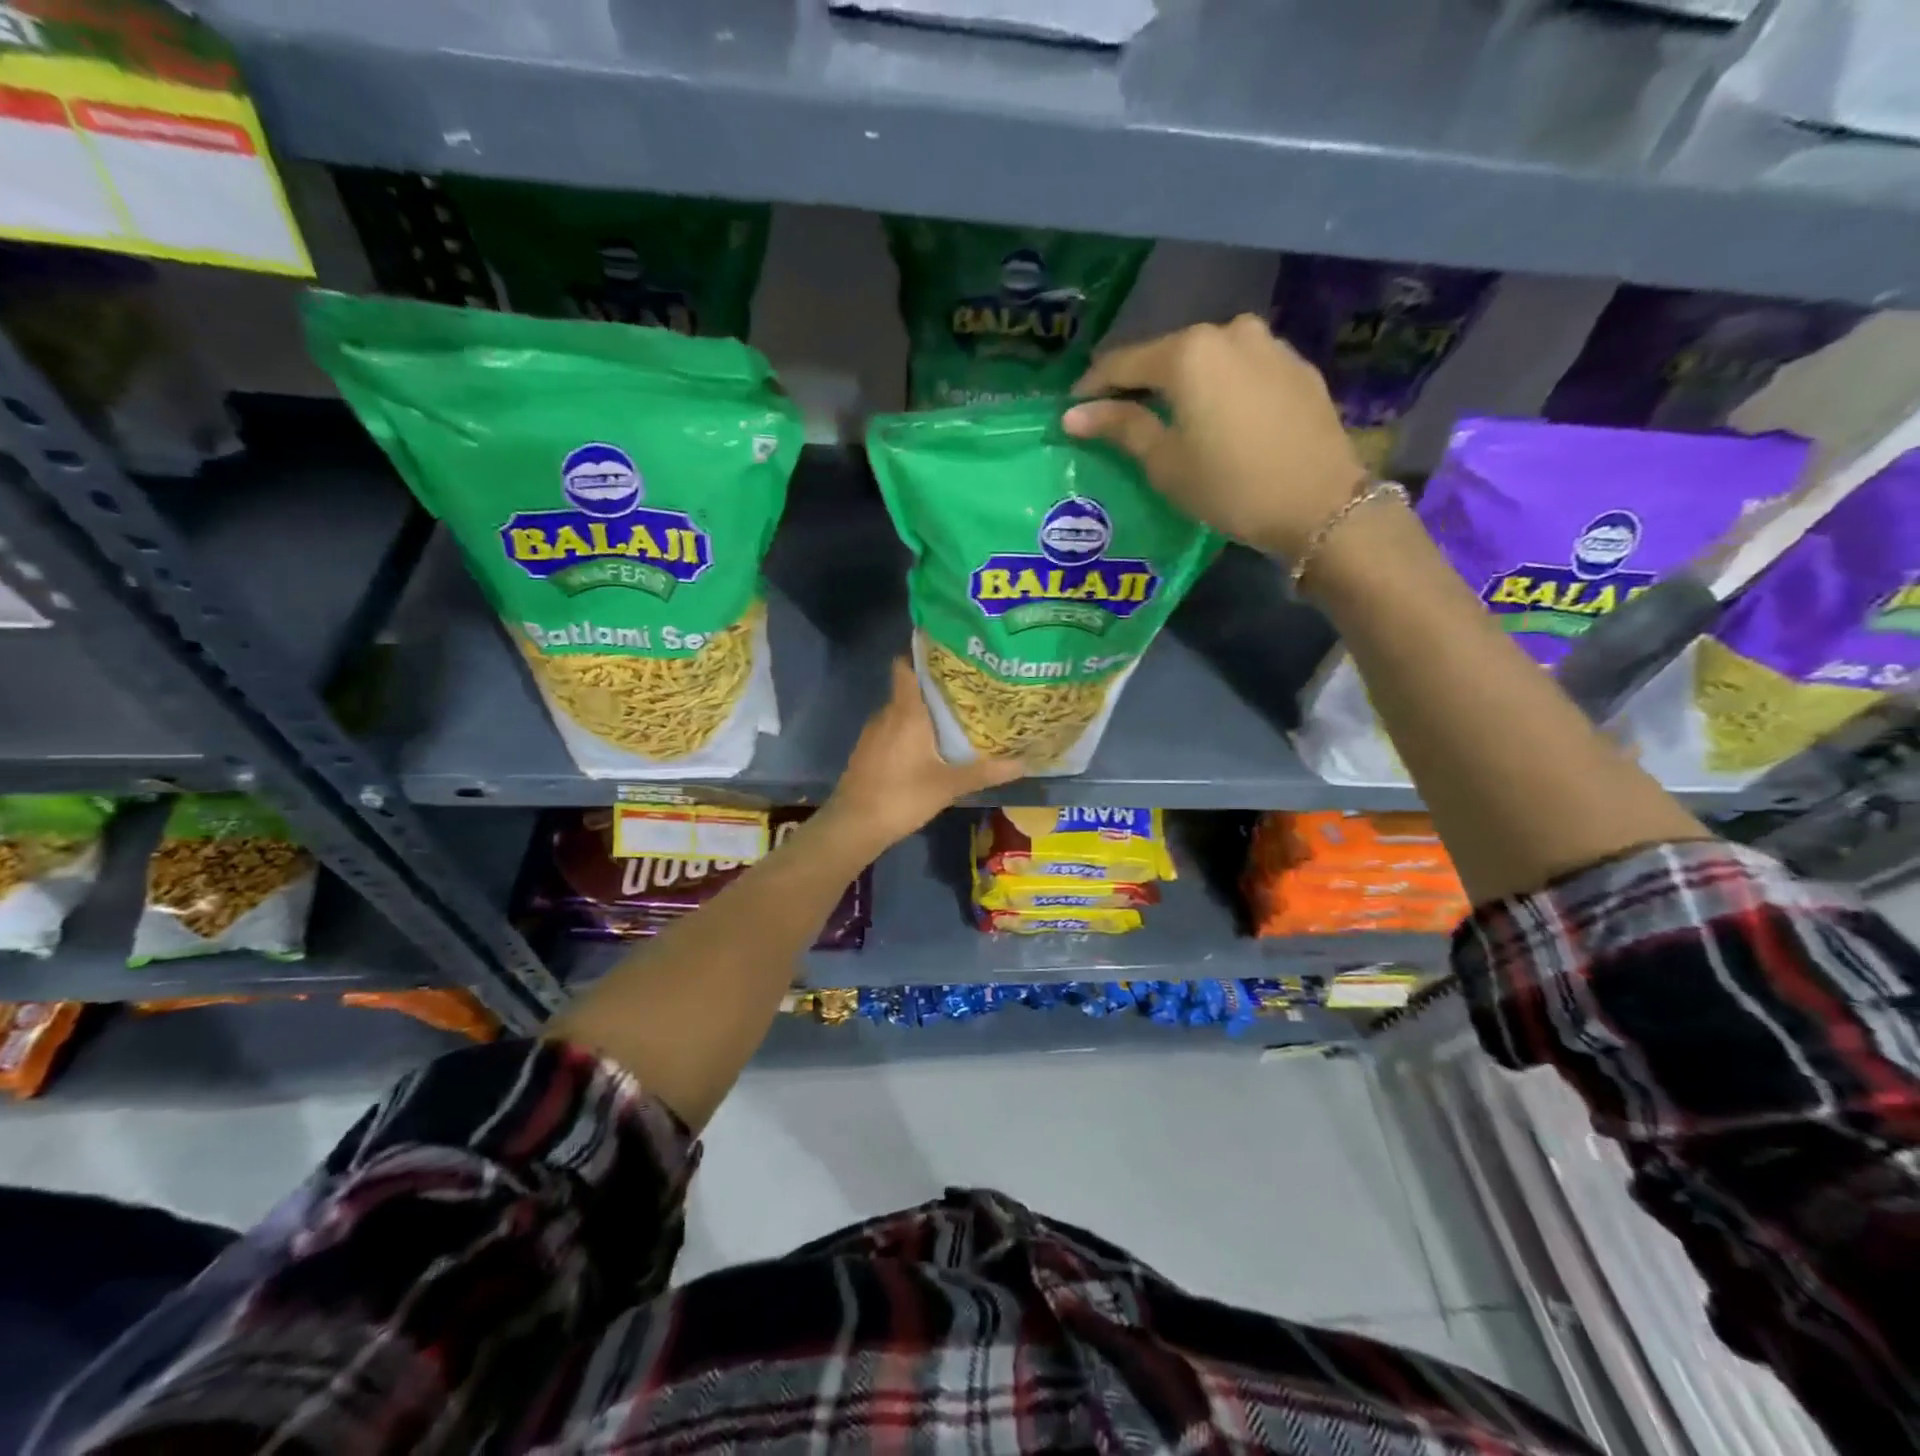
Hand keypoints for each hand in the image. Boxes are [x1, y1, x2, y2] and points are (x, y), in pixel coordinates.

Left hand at [824, 659, 1023, 851]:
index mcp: (905, 711)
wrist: (854, 826)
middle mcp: (886, 714)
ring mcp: (873, 733)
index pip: (906, 666)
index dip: (923, 654)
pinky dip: (909, 731)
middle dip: (935, 687)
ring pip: (901, 711)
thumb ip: (985, 772)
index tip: (950, 653)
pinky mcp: (867, 751)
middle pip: (909, 688)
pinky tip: (929, 746)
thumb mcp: (948, 785)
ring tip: (954, 716)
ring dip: (923, 712)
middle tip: (968, 689)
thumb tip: (1024, 762)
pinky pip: (892, 729)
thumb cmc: (902, 796)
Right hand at [1062, 315, 1365, 559]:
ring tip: (1169, 420)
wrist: (1320, 504)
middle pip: (1166, 355)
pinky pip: (1240, 370)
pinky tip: (1217, 420)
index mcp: (1188, 352)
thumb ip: (1120, 427)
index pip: (1122, 362)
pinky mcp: (1296, 365)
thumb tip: (1073, 413)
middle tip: (1119, 419)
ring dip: (1181, 384)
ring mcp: (1268, 344)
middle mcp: (1228, 331)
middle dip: (1138, 384)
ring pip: (1206, 360)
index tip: (1073, 411)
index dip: (1092, 387)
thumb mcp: (1165, 462)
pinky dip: (1219, 388)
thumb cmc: (1229, 486)